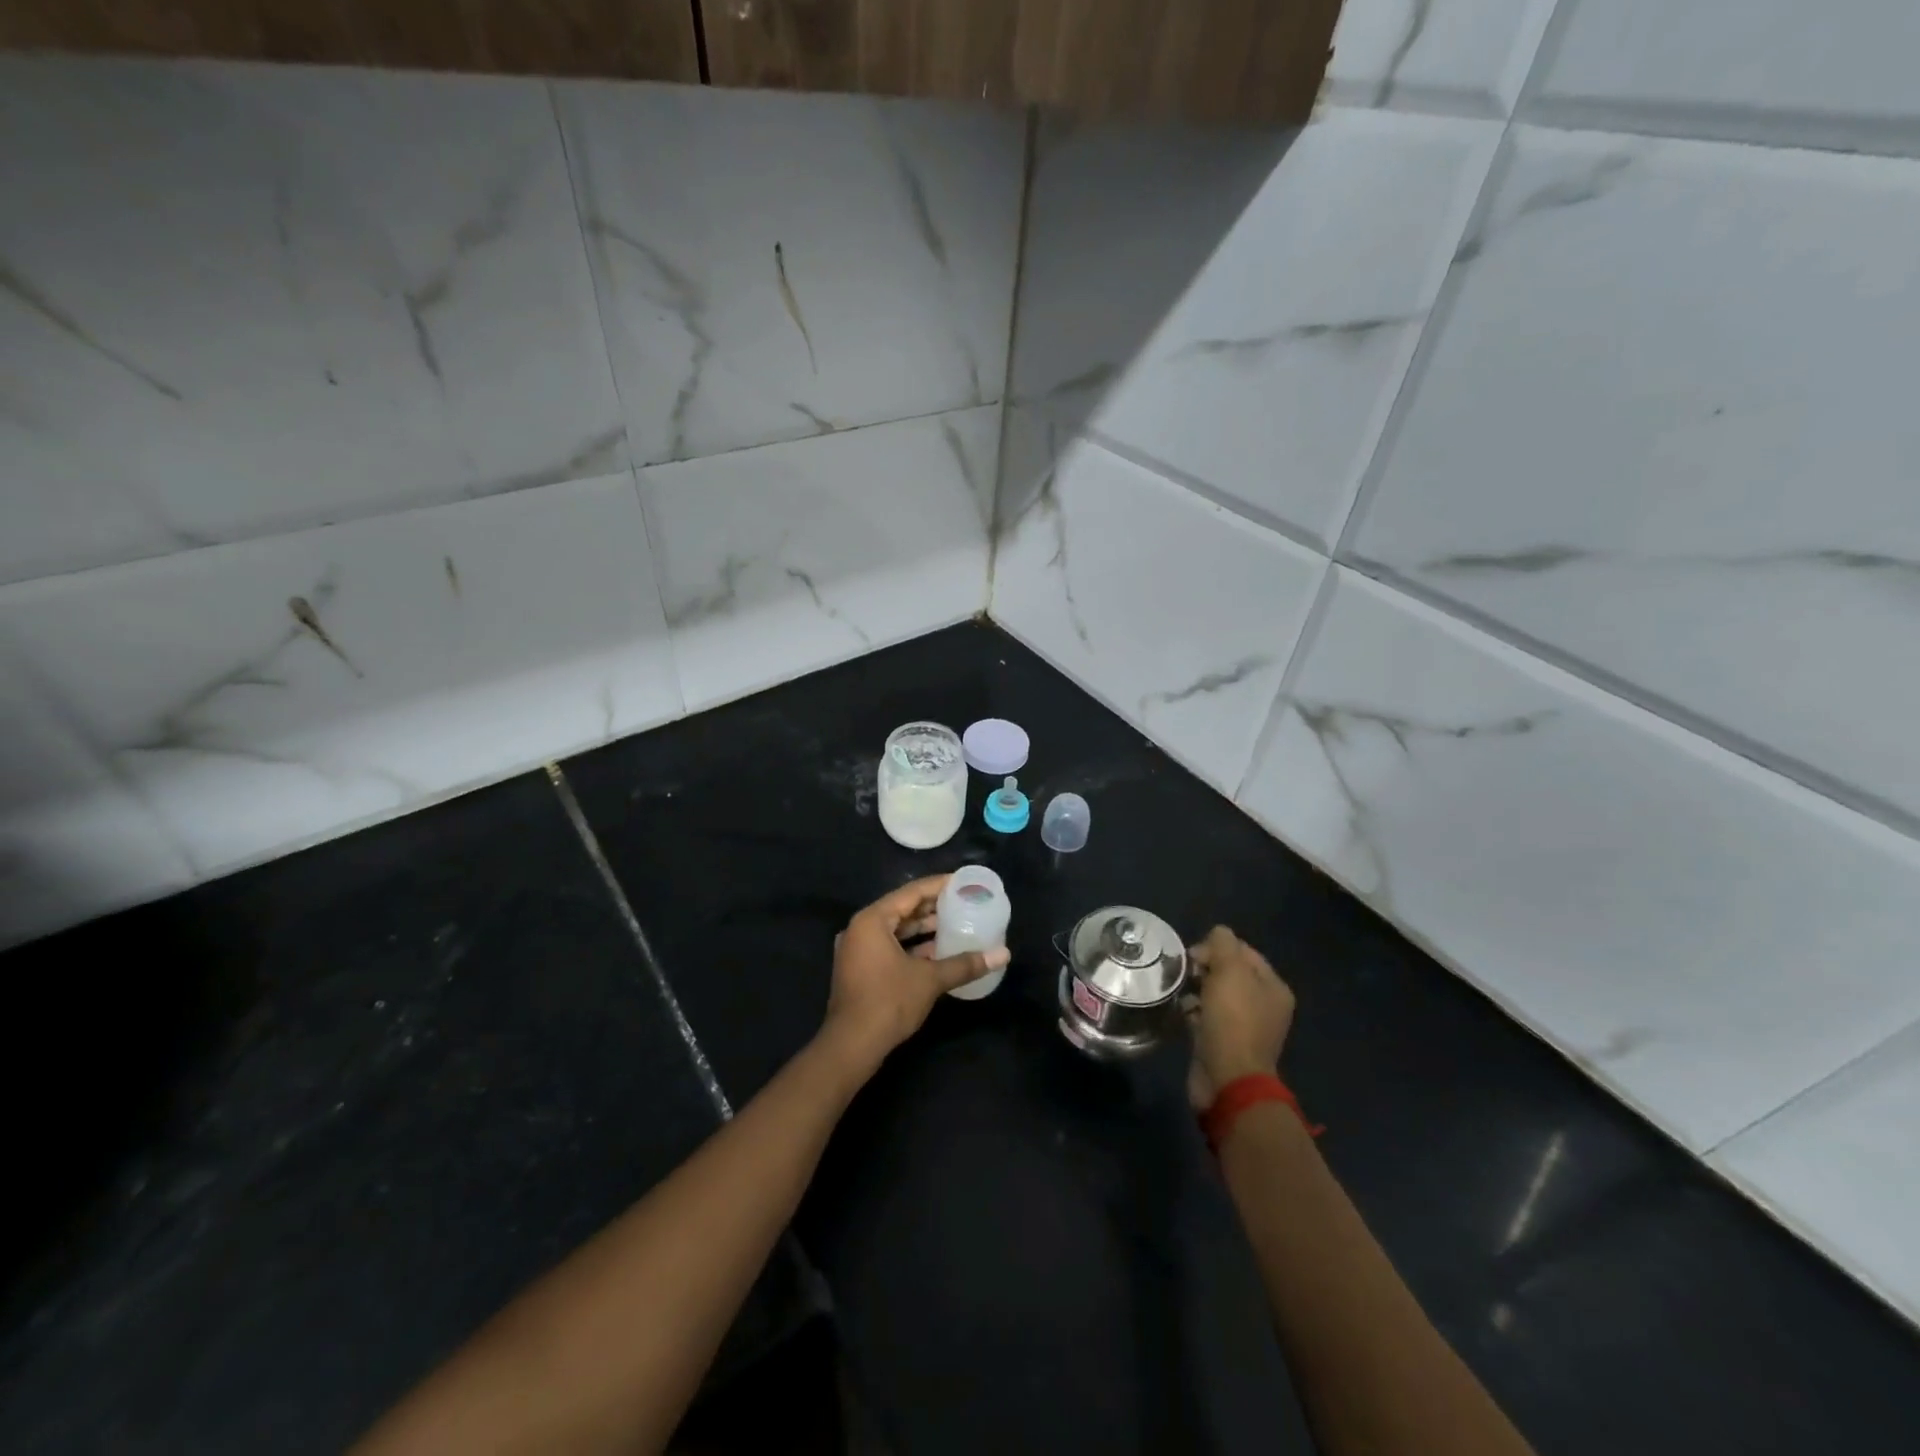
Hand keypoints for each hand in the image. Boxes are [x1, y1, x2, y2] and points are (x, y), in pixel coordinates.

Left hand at [819, 875, 1008, 1073]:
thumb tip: (1003, 954)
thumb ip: (965, 964)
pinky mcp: (860, 969)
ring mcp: (858, 950)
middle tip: (963, 902)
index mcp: (872, 920)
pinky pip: (890, 947)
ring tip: (956, 924)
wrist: (851, 1046)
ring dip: (923, 928)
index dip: (939, 885)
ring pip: (896, 930)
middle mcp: (861, 929)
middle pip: (902, 909)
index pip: (911, 892)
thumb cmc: (888, 1002)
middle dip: (933, 907)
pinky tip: (938, 952)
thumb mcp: (930, 980)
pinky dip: (912, 946)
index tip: (963, 882)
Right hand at [1187, 926, 1295, 1110]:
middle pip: (1229, 972)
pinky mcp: (1224, 1042)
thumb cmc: (1232, 1020)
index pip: (1244, 951)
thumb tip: (1218, 933)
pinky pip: (1207, 1016)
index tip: (1195, 956)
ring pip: (1216, 994)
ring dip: (1197, 988)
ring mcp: (1244, 1026)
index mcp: (1273, 987)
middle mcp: (1263, 1005)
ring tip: (1180, 991)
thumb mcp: (1229, 972)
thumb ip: (1223, 944)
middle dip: (1205, 967)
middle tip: (1186, 972)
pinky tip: (1182, 1012)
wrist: (1227, 1079)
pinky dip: (1194, 1011)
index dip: (1217, 947)